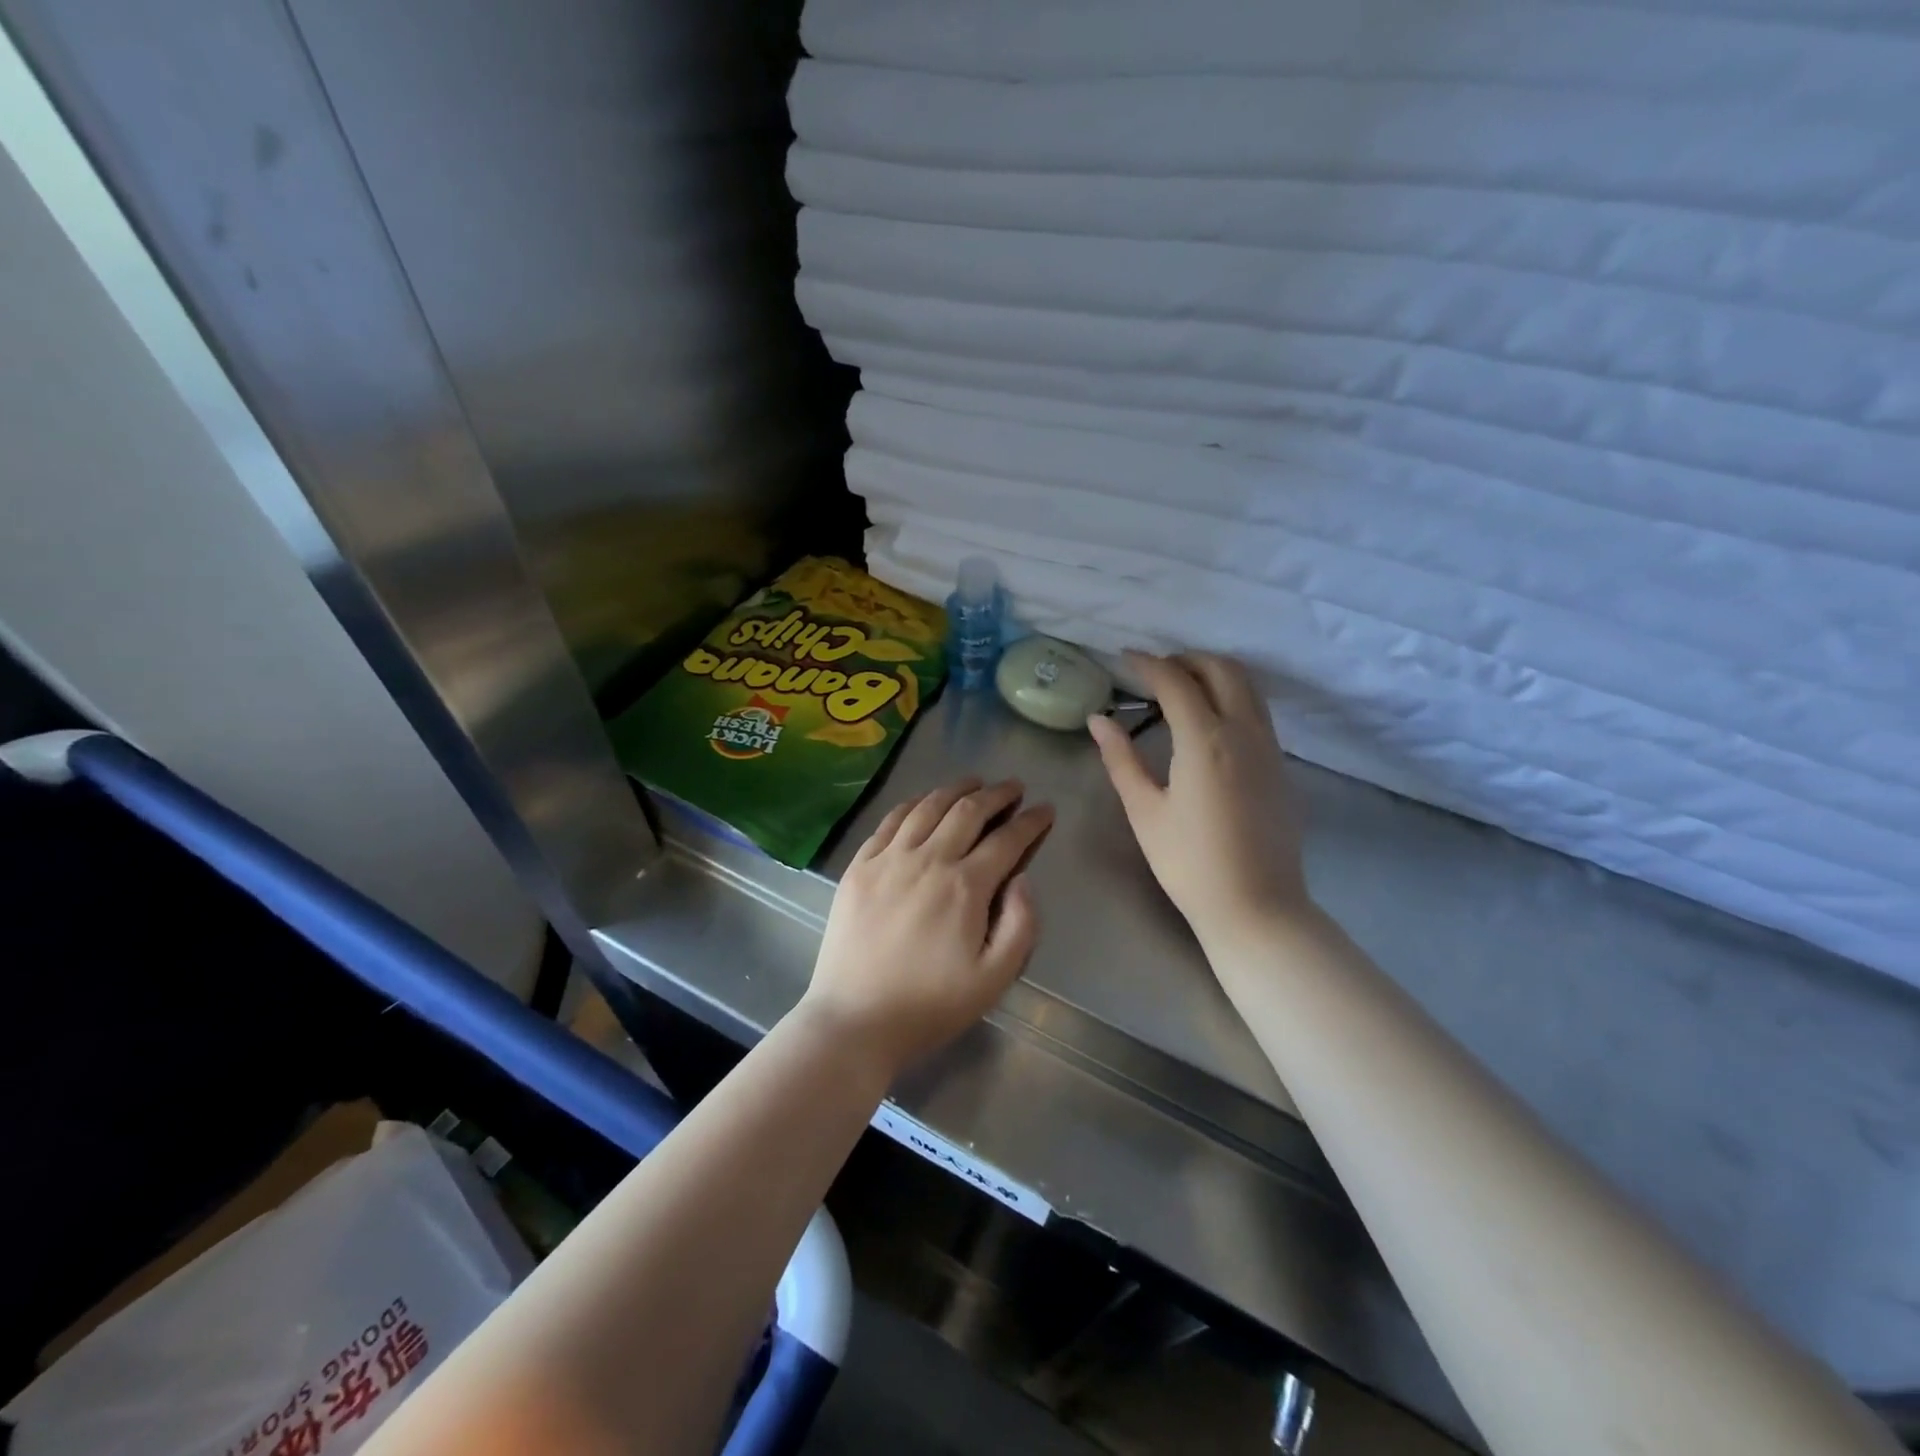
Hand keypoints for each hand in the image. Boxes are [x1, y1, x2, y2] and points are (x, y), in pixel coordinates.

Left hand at [801, 778, 1053, 1079]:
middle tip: (1014, 787)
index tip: (1045, 809)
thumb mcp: (994, 979)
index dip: (1031, 821)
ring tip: (974, 782)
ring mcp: (889, 859)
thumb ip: (1021, 925)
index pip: (1007, 840)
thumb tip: (1023, 878)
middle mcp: (928, 859)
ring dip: (956, 789)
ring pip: (928, 807)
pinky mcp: (859, 866)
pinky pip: (890, 821)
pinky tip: (924, 800)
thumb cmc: (930, 1006)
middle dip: (997, 794)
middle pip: (968, 811)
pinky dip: (913, 803)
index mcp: (965, 886)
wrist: (854, 1021)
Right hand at [1087, 652, 1310, 943]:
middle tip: (1154, 671)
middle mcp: (1244, 732)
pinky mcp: (1281, 767)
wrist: (1256, 907)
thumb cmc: (1189, 863)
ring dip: (1214, 674)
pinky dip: (1233, 697)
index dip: (1148, 664)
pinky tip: (1210, 722)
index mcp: (1206, 740)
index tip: (1125, 658)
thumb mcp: (1144, 811)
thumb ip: (1121, 759)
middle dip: (1186, 659)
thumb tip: (1099, 720)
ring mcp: (1269, 748)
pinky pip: (1258, 711)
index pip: (1177, 681)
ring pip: (1248, 687)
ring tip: (1181, 688)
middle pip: (1222, 670)